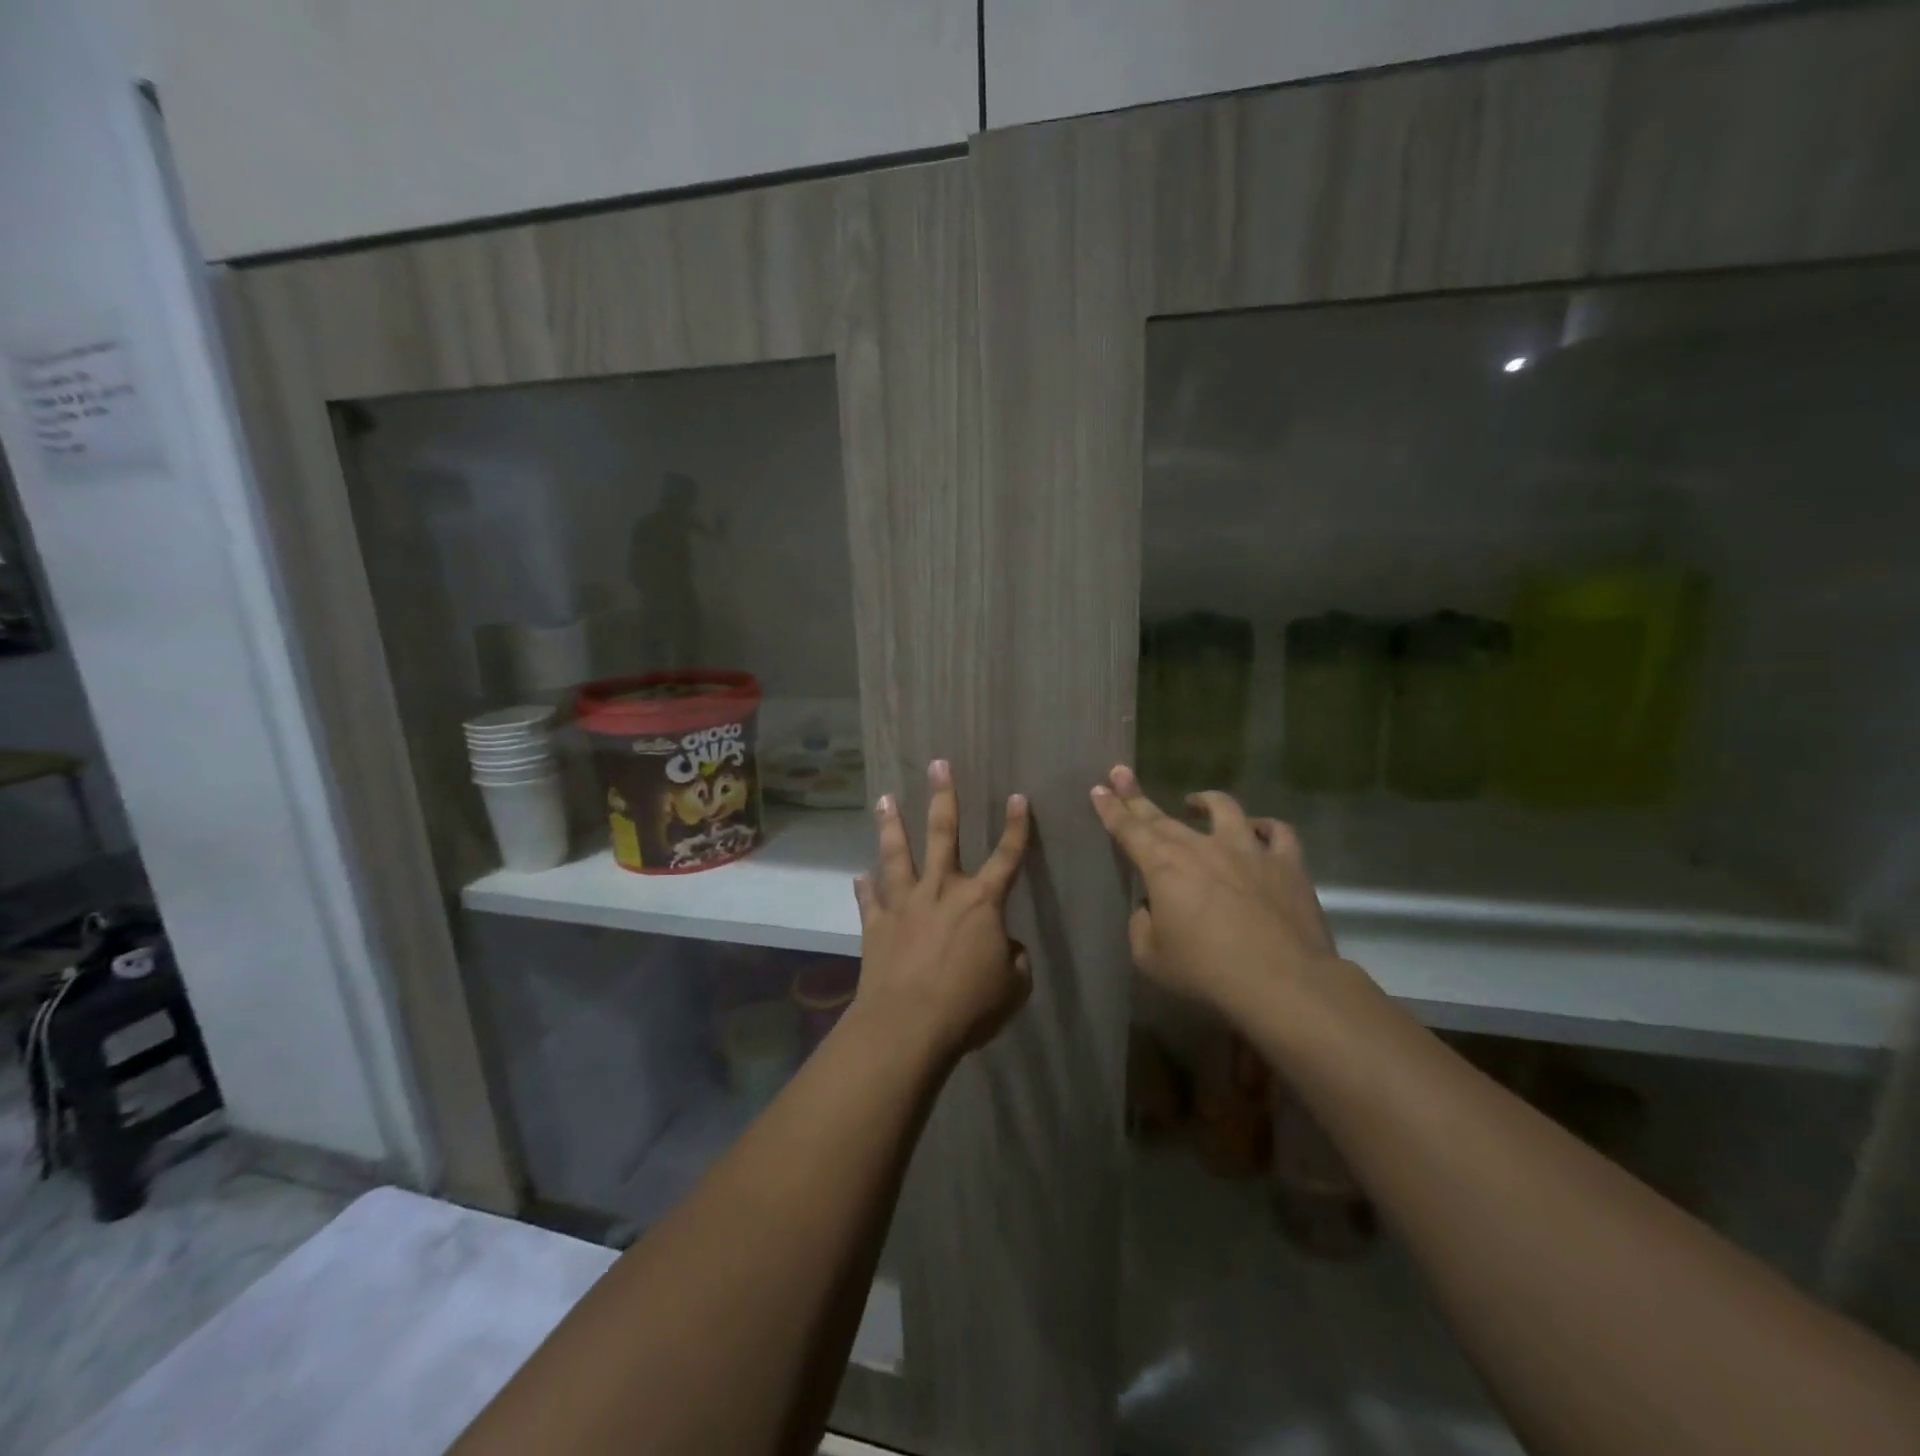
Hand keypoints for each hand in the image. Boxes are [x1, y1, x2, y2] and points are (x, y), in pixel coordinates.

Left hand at [853, 760, 1031, 1058]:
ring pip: (897, 854)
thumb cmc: (968, 1006)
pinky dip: (865, 887)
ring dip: (892, 825)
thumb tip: (1006, 948)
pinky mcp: (876, 924)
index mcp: (981, 902)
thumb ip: (1014, 960)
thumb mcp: (1012, 988)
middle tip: (938, 765)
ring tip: (885, 798)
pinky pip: (869, 899)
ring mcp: (904, 904)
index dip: (1016, 827)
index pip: (1007, 857)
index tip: (1018, 797)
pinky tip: (859, 875)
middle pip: (943, 834)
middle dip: (943, 797)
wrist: (908, 1025)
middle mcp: (941, 890)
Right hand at [1090, 766, 1343, 1019]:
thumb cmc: (1208, 972)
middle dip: (1137, 796)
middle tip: (1122, 774)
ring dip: (1205, 801)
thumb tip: (1152, 908)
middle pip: (1164, 816)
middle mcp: (1202, 847)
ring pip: (1225, 809)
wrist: (1283, 982)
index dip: (1111, 808)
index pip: (1128, 829)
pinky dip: (1265, 827)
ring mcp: (1248, 850)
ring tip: (1195, 801)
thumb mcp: (1151, 958)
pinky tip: (1260, 829)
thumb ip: (1142, 925)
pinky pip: (1278, 833)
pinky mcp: (1287, 864)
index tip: (1099, 788)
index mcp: (1163, 866)